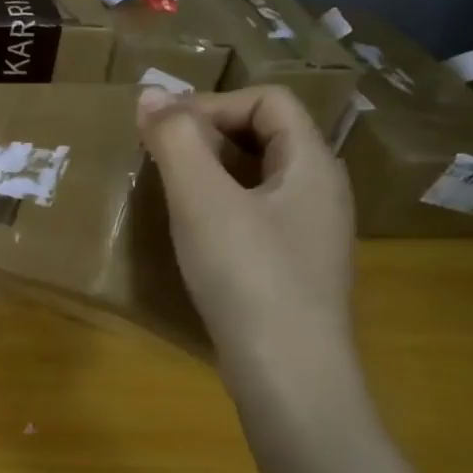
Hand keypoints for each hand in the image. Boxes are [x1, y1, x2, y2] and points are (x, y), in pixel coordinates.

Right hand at [136, 84, 355, 381]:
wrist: (290, 379)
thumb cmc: (248, 277)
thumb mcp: (202, 201)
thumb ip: (176, 140)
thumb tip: (151, 94)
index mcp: (312, 165)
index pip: (268, 100)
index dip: (213, 104)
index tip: (165, 131)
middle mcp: (321, 192)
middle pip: (266, 135)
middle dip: (208, 135)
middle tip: (160, 157)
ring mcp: (311, 234)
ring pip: (259, 178)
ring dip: (210, 172)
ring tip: (169, 191)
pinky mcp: (294, 269)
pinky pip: (256, 214)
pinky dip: (220, 207)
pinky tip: (192, 235)